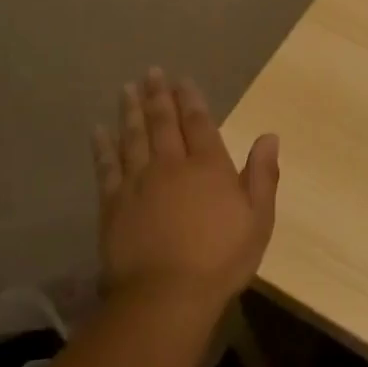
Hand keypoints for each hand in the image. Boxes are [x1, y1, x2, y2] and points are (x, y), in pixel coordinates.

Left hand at [91, 68, 279, 315]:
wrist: (167, 294)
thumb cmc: (221, 258)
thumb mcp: (258, 219)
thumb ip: (262, 175)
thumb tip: (269, 136)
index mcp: (208, 166)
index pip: (198, 123)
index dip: (191, 99)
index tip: (182, 80)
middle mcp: (170, 165)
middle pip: (162, 122)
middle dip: (158, 95)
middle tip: (152, 72)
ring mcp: (138, 182)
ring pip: (132, 136)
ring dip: (130, 110)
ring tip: (127, 88)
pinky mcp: (113, 203)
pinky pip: (106, 167)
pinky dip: (102, 146)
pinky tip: (98, 131)